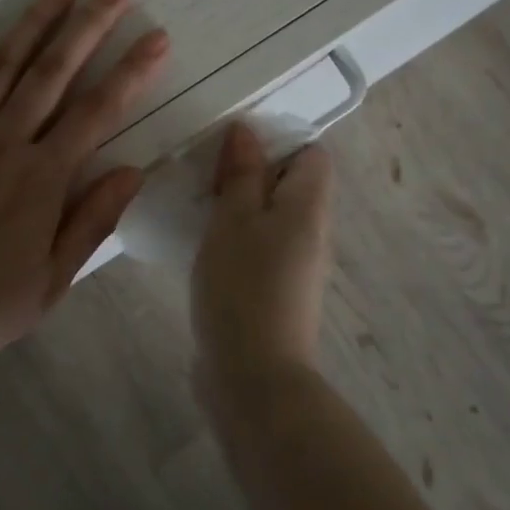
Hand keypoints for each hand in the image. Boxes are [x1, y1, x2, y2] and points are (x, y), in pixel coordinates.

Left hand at [0, 0, 168, 370]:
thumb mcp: (47, 284)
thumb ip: (91, 223)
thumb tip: (133, 171)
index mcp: (40, 178)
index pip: (97, 111)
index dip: (131, 71)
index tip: (156, 37)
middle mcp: (2, 143)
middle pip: (52, 73)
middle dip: (88, 28)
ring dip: (32, 24)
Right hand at [192, 122, 333, 396]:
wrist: (254, 379)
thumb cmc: (243, 286)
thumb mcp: (234, 219)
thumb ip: (242, 173)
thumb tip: (247, 131)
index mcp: (308, 207)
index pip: (312, 155)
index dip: (278, 141)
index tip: (234, 145)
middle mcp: (312, 233)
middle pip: (290, 184)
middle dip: (251, 172)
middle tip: (206, 170)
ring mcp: (296, 266)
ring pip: (271, 216)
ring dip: (239, 205)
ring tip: (197, 201)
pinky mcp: (276, 292)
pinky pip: (260, 247)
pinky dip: (236, 237)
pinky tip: (202, 243)